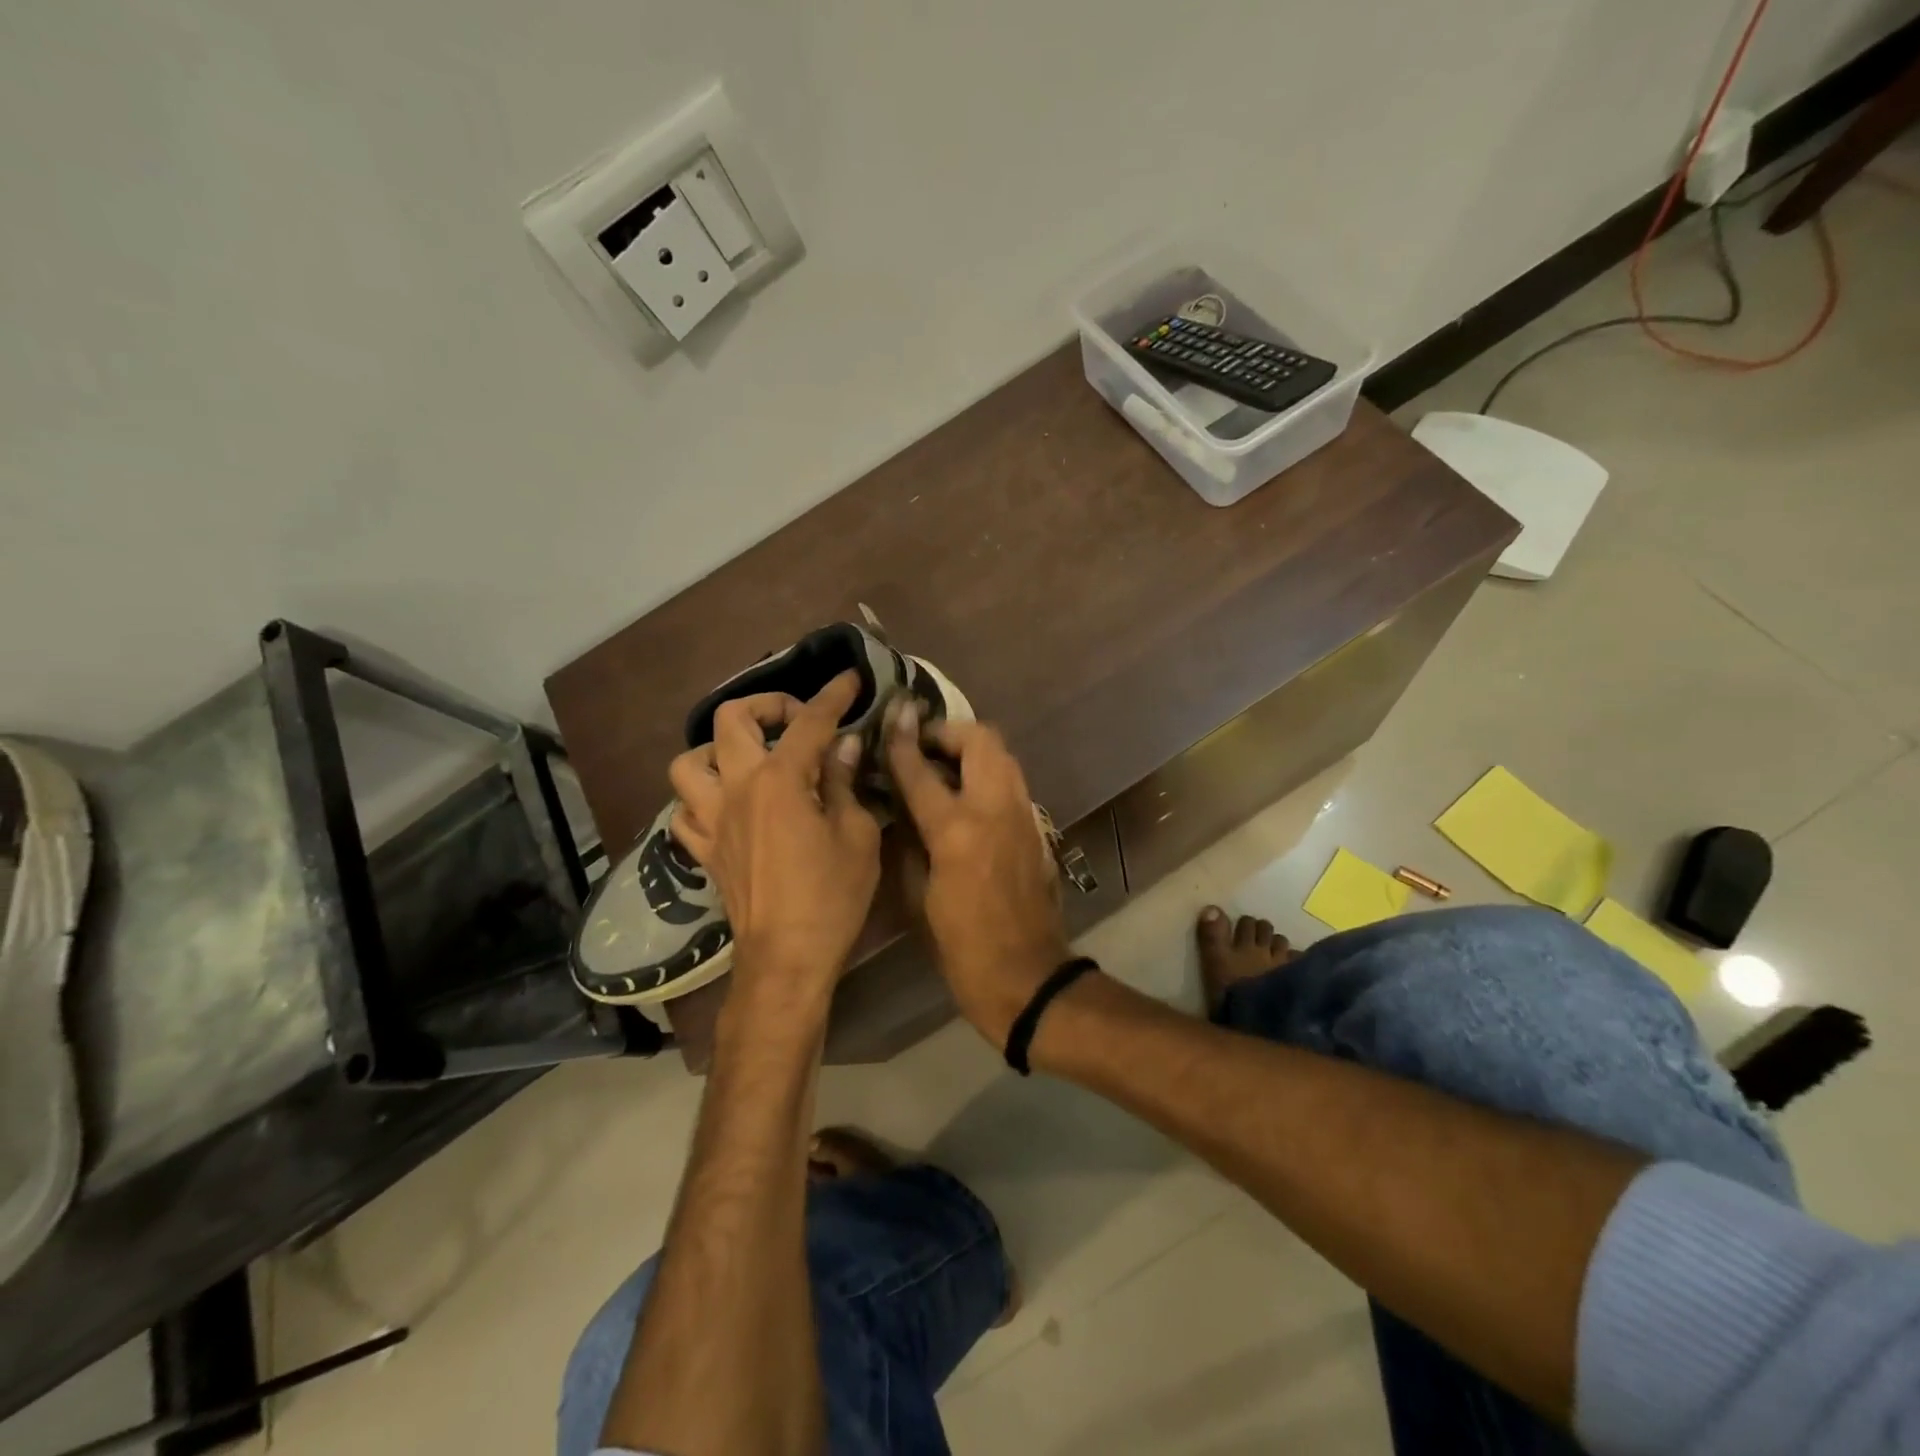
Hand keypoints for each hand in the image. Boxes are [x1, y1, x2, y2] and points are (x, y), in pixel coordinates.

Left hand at [668, 672, 881, 1016]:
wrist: (786, 958)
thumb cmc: (832, 896)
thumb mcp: (858, 835)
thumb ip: (845, 783)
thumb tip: (843, 746)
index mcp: (781, 781)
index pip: (809, 722)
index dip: (833, 696)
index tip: (850, 679)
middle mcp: (737, 789)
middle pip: (731, 720)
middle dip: (766, 705)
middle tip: (796, 721)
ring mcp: (711, 819)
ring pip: (688, 762)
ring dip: (717, 750)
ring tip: (749, 760)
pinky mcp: (702, 851)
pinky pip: (684, 811)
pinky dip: (702, 799)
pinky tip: (728, 806)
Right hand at [885, 704, 1069, 1047]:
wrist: (1028, 978)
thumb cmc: (961, 948)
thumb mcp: (917, 899)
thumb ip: (907, 842)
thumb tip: (899, 808)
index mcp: (957, 830)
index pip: (921, 769)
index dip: (901, 740)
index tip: (891, 716)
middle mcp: (995, 809)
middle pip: (981, 739)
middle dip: (948, 732)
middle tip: (921, 747)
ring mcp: (1023, 815)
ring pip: (1002, 755)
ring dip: (970, 750)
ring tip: (940, 767)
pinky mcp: (1036, 828)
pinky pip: (1010, 782)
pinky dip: (986, 774)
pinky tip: (964, 798)